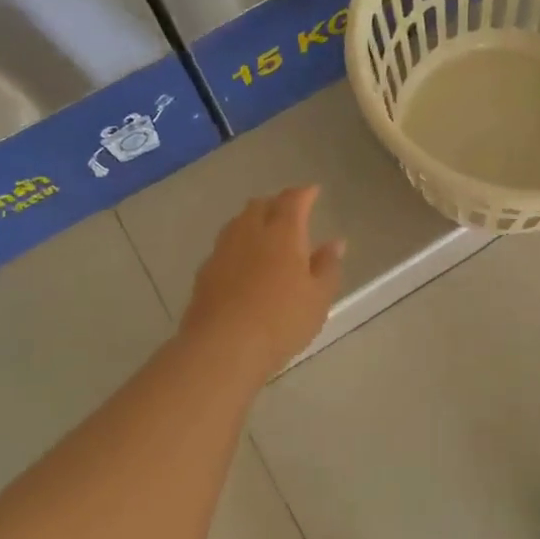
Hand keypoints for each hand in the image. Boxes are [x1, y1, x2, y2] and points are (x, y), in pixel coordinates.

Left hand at [181, 187, 344, 382]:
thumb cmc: (281, 321)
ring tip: (266, 234)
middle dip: (276, 204)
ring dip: (254, 221)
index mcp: (282, 233)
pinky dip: (239, 245)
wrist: (222, 347)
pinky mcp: (204, 272)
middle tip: (290, 213)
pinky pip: (225, 246)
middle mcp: (250, 232)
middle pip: (260, 205)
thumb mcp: (318, 298)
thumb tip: (335, 242)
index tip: (313, 191)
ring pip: (239, 223)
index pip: (293, 200)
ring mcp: (223, 250)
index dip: (304, 193)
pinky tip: (244, 263)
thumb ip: (327, 266)